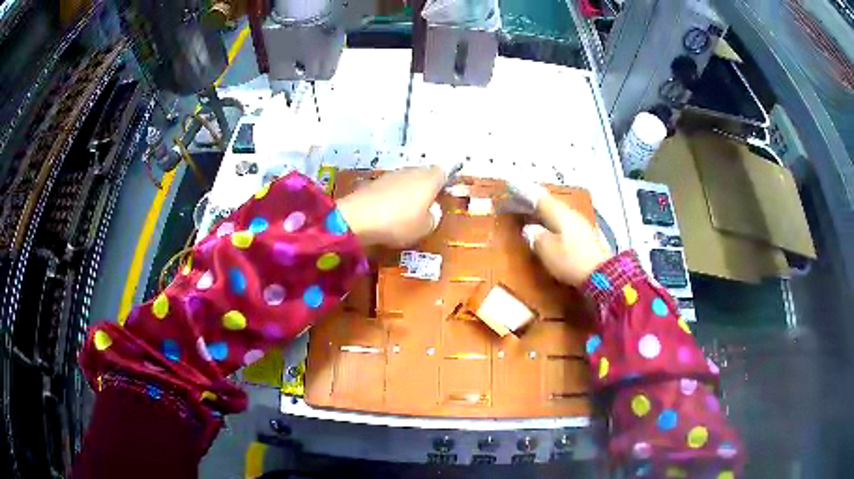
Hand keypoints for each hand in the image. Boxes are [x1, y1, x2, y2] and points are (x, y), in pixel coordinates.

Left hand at [337, 166, 450, 247]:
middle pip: (425, 174)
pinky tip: (389, 211)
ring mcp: (392, 174)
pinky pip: (392, 187)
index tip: (444, 197)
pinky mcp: (375, 182)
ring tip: (408, 211)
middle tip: (427, 206)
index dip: (445, 183)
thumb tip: (432, 210)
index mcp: (429, 179)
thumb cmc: (398, 222)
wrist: (357, 218)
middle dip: (427, 187)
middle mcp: (412, 171)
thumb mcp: (425, 228)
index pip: (444, 172)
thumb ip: (434, 217)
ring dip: (409, 191)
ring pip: (407, 180)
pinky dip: (393, 196)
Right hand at [509, 183, 611, 286]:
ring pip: (555, 212)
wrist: (601, 274)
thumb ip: (535, 237)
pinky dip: (551, 222)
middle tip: (517, 204)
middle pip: (548, 203)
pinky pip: (562, 222)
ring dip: (542, 213)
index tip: (511, 188)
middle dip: (532, 203)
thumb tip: (529, 229)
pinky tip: (547, 229)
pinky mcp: (584, 235)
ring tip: (529, 216)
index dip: (523, 193)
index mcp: (558, 212)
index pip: (538, 197)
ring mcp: (579, 223)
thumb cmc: (570, 260)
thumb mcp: (546, 250)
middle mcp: (569, 213)